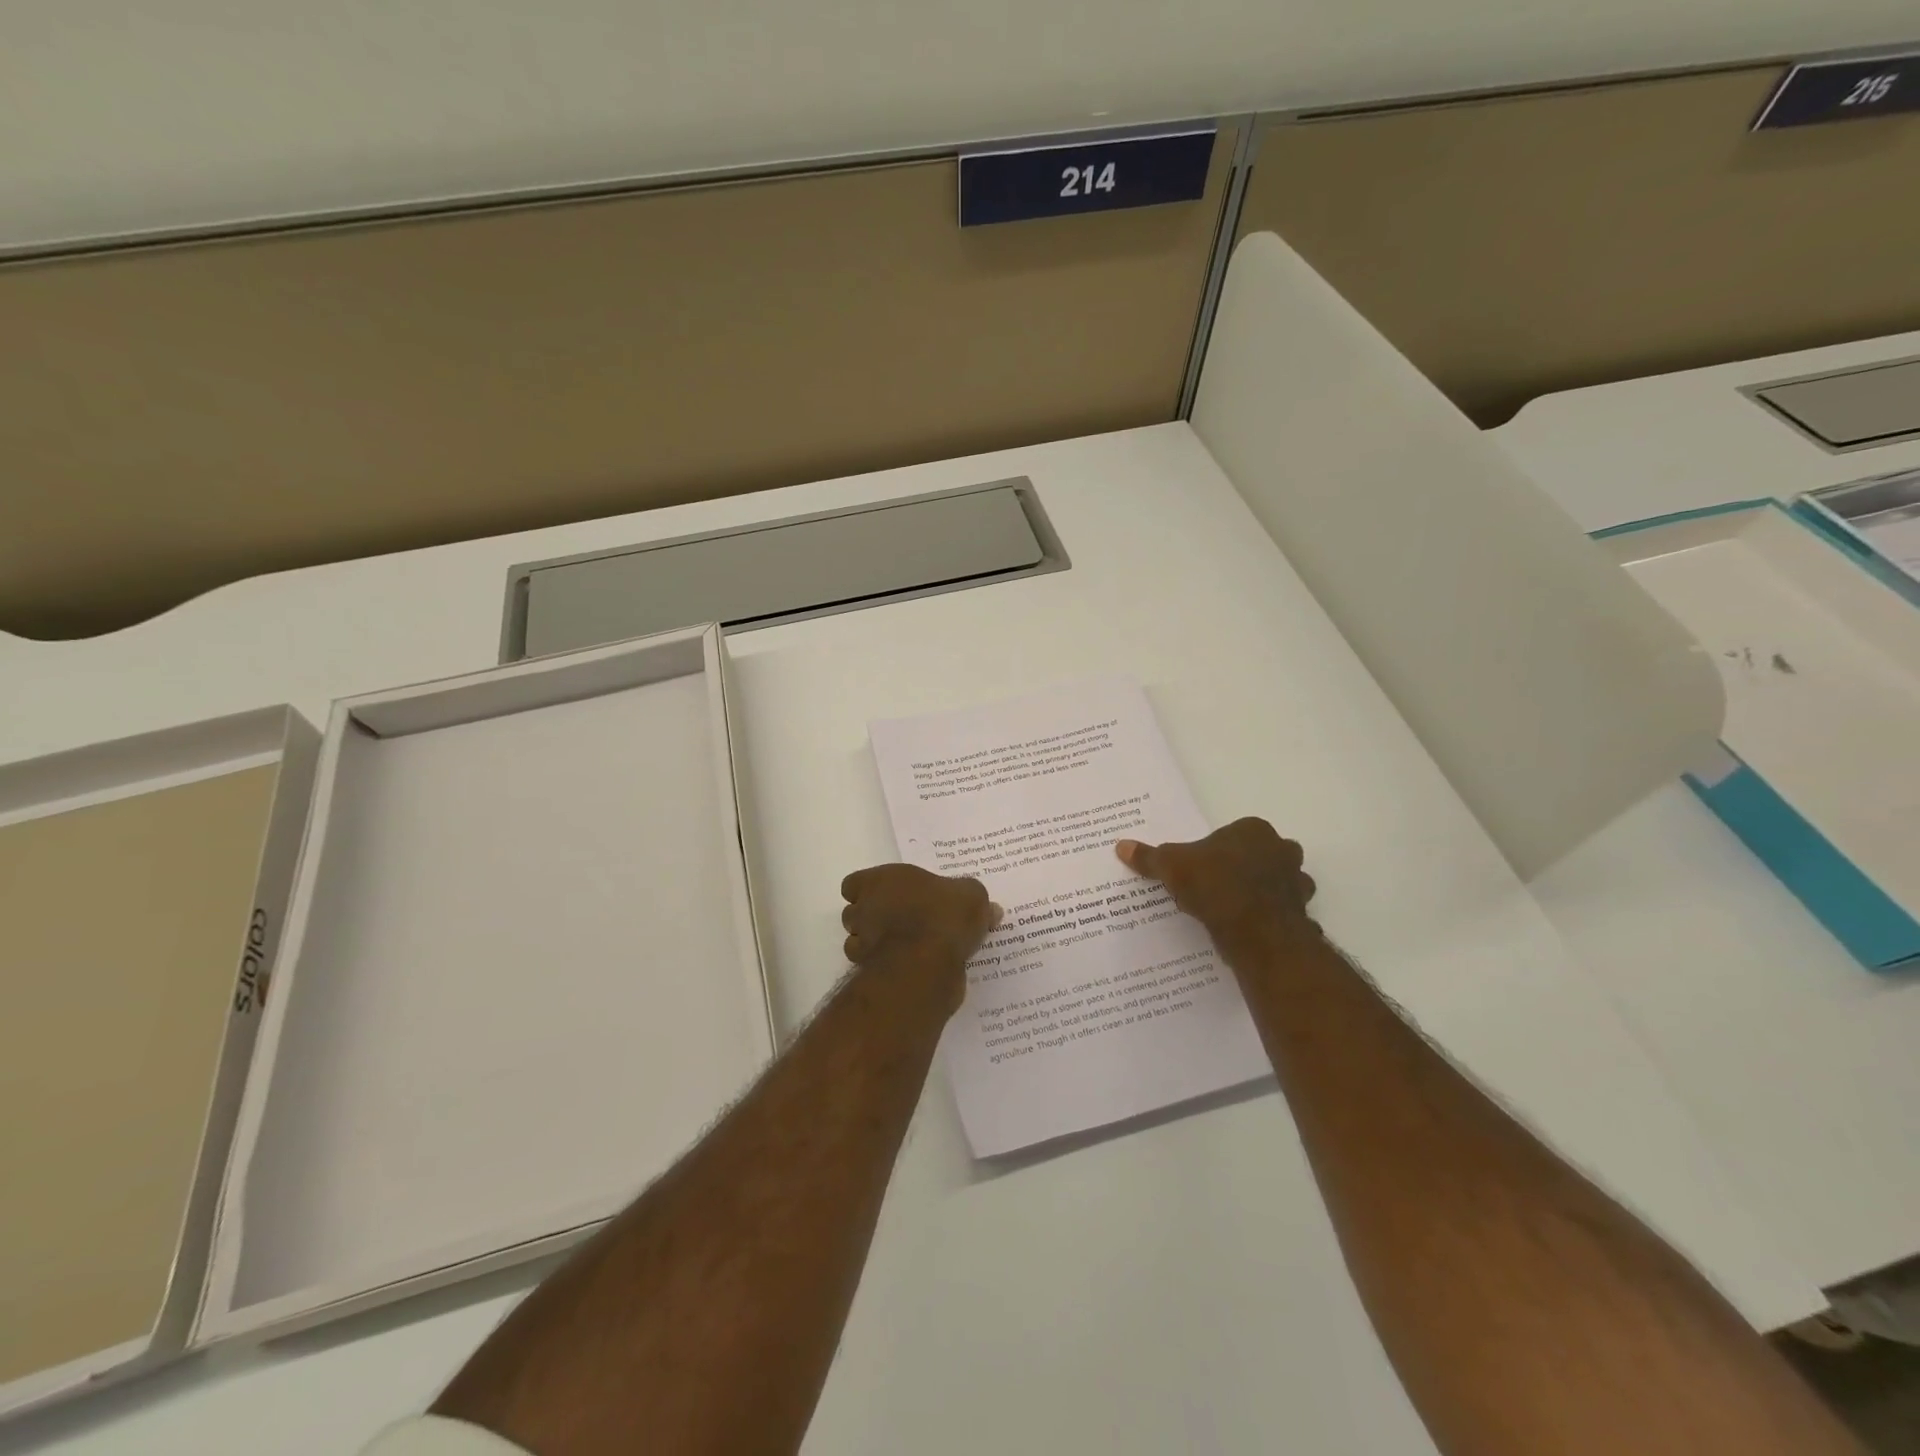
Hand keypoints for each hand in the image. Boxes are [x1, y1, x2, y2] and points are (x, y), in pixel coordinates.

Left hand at [840, 865, 1000, 1009]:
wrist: (927, 963)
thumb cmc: (944, 915)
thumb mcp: (972, 897)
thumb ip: (975, 900)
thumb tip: (992, 910)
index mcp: (881, 880)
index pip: (853, 884)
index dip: (868, 891)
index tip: (891, 897)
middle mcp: (865, 908)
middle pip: (855, 912)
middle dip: (873, 918)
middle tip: (904, 923)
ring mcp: (864, 942)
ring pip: (858, 941)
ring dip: (875, 944)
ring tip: (907, 948)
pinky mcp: (869, 972)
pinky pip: (872, 967)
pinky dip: (884, 968)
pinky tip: (908, 968)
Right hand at [1116, 817, 1319, 960]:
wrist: (1256, 931)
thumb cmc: (1214, 885)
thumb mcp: (1171, 866)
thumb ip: (1149, 857)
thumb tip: (1121, 846)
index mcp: (1254, 830)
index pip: (1234, 834)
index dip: (1216, 850)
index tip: (1200, 868)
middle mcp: (1282, 850)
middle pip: (1261, 854)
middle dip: (1244, 868)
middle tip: (1217, 886)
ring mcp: (1296, 882)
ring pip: (1278, 882)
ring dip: (1262, 892)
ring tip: (1233, 910)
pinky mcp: (1301, 912)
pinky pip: (1283, 912)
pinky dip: (1270, 918)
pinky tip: (1249, 929)